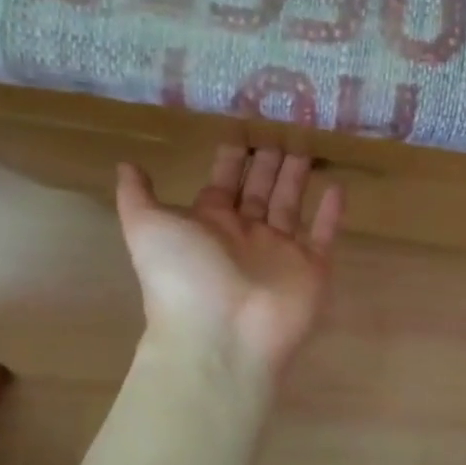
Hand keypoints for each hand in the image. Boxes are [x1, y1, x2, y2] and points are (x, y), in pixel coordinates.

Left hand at [116, 145, 344, 380]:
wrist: (221, 335)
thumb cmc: (183, 277)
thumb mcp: (147, 228)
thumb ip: (138, 196)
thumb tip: (127, 165)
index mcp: (210, 225)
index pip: (223, 185)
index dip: (232, 159)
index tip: (243, 129)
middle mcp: (246, 236)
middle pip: (260, 191)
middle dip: (269, 163)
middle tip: (282, 129)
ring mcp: (281, 254)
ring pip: (291, 207)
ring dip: (298, 178)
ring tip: (308, 146)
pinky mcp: (312, 270)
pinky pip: (324, 236)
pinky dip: (332, 214)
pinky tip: (338, 186)